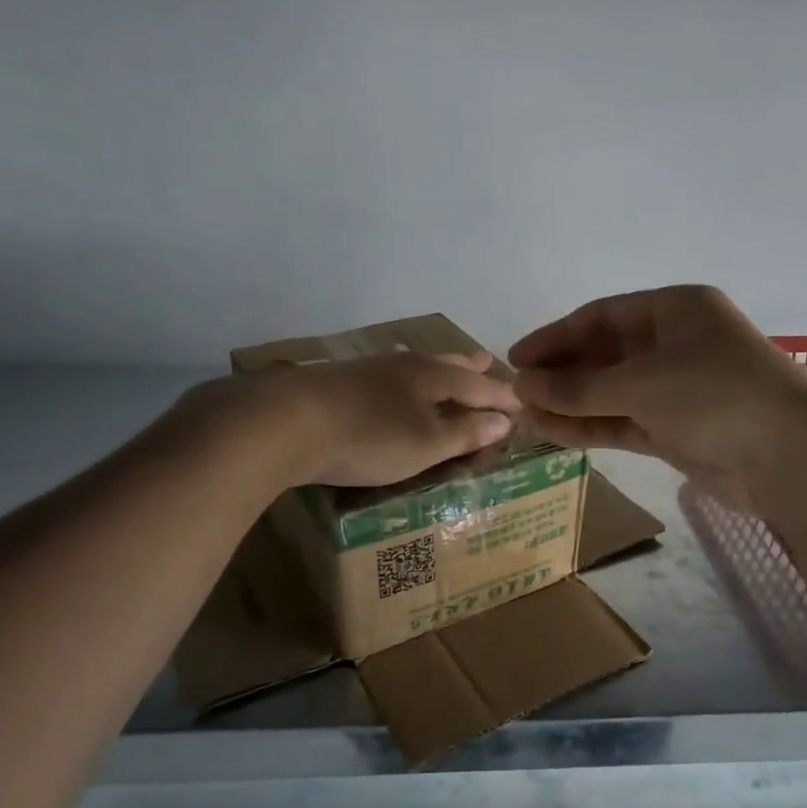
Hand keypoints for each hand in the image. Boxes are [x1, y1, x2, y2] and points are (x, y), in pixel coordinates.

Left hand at [265, 349, 519, 488]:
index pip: (478, 385)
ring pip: (415, 365)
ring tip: (447, 372)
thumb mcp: (425, 444)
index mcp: (431, 376)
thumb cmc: (368, 437)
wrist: (285, 423)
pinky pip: (390, 376)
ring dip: (438, 370)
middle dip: (470, 368)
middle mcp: (404, 364)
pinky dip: (407, 381)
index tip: (522, 403)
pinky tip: (395, 387)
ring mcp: (368, 370)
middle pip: (446, 363)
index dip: (501, 396)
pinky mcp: (339, 381)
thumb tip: (505, 420)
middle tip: (488, 365)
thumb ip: (465, 432)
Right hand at [511, 286, 806, 507]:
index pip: (601, 317)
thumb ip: (579, 388)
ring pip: (611, 392)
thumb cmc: (716, 395)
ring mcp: (676, 389)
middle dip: (561, 373)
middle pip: (604, 354)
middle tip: (516, 393)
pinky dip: (590, 427)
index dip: (556, 336)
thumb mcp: (641, 384)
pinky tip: (552, 433)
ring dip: (570, 404)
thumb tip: (523, 387)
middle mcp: (674, 344)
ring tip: (524, 417)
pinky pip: (623, 421)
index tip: (516, 359)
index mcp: (674, 310)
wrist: (789, 457)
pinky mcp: (676, 429)